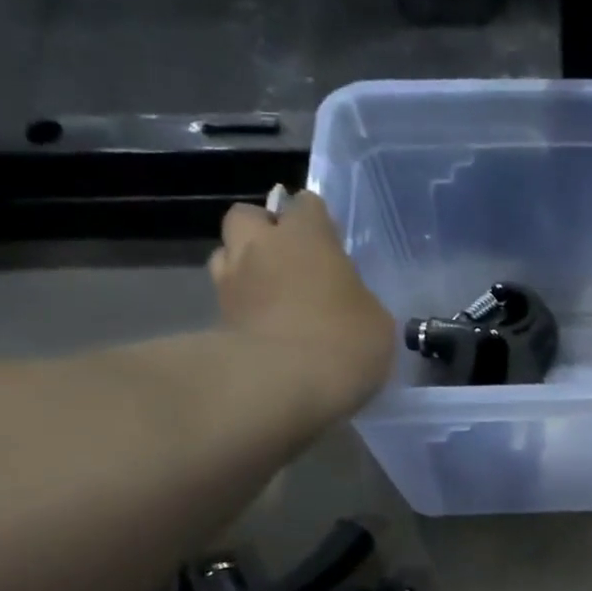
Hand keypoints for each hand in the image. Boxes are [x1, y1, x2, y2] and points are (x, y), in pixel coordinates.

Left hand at [211, 190, 395, 419]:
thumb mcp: (376, 321)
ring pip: (227, 253)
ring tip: (270, 294)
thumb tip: (347, 301)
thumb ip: (357, 299)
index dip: (318, 221)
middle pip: (250, 216)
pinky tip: (261, 327)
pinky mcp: (215, 317)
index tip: (331, 244)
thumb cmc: (343, 343)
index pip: (308, 204)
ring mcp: (231, 280)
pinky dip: (240, 305)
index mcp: (307, 236)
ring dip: (245, 265)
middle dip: (265, 231)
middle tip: (290, 261)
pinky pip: (226, 297)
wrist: (281, 385)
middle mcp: (262, 245)